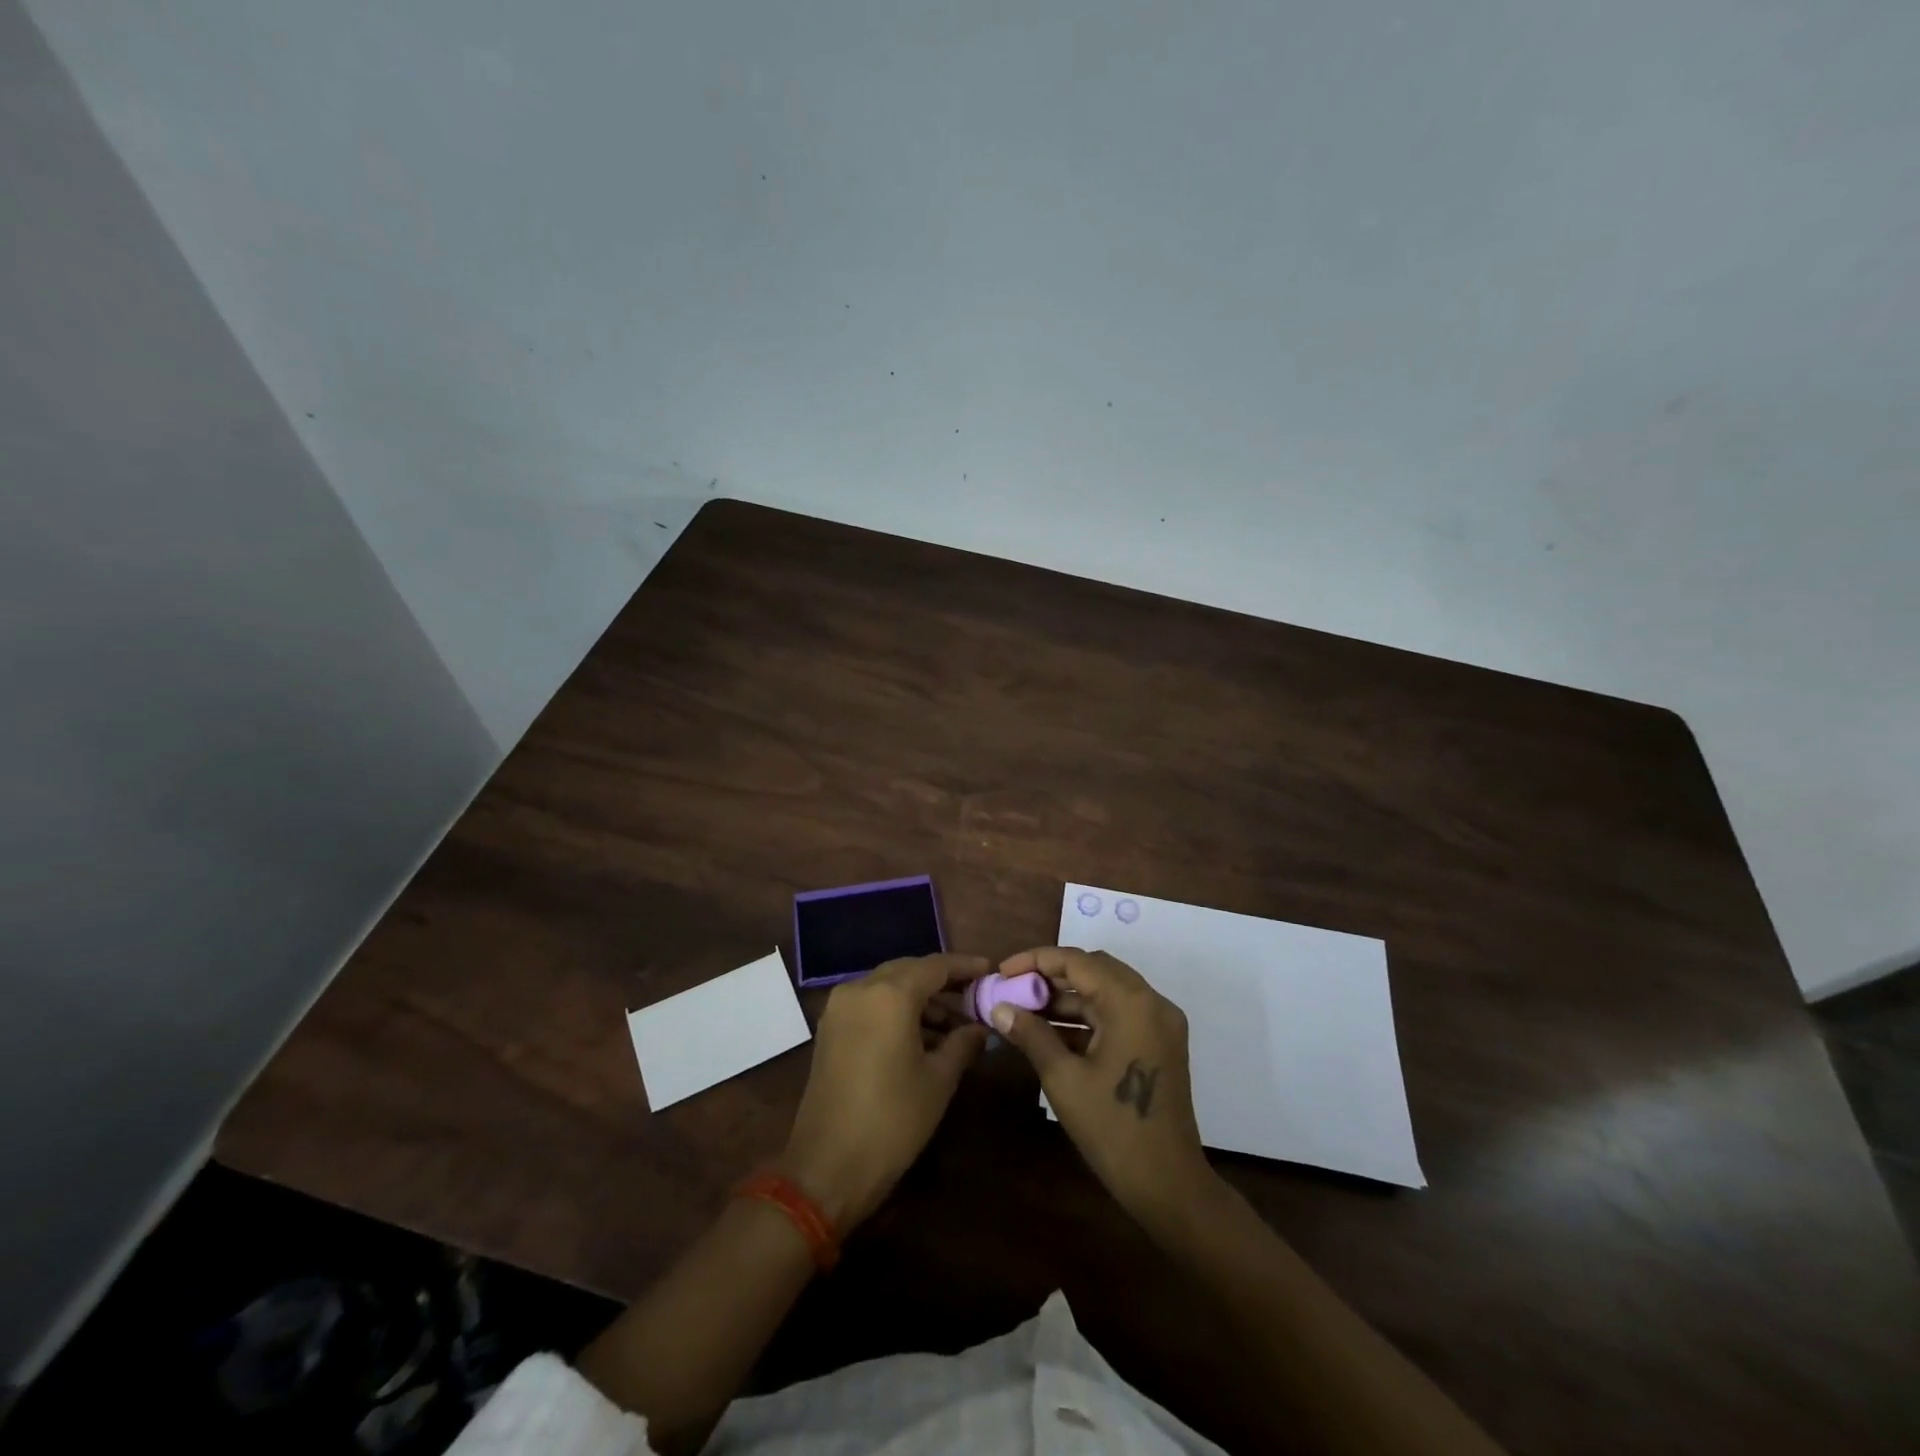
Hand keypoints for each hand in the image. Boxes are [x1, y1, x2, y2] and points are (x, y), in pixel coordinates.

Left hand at [779, 954, 989, 1230]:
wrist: (827, 1167)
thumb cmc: (892, 1120)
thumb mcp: (938, 1080)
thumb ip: (962, 1043)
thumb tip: (980, 1027)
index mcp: (889, 994)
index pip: (935, 966)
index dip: (965, 966)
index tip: (990, 970)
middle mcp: (860, 989)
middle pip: (909, 971)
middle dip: (942, 982)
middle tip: (974, 996)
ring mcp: (839, 1008)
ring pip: (888, 987)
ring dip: (920, 999)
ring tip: (954, 1025)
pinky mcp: (829, 1029)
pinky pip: (870, 1004)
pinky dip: (896, 1011)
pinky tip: (921, 1036)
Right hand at [990, 947, 1213, 1229]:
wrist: (1168, 1185)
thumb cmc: (1112, 1128)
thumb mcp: (1063, 1079)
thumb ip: (1031, 1034)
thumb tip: (999, 1008)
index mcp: (1131, 1002)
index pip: (1077, 961)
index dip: (1036, 960)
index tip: (1002, 972)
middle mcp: (1151, 1002)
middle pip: (1094, 970)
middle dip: (1051, 976)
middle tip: (1014, 988)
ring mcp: (1159, 1024)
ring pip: (1106, 992)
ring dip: (1067, 999)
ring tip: (1025, 1011)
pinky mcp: (1160, 1044)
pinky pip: (1118, 1015)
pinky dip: (1087, 1018)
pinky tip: (1051, 1033)